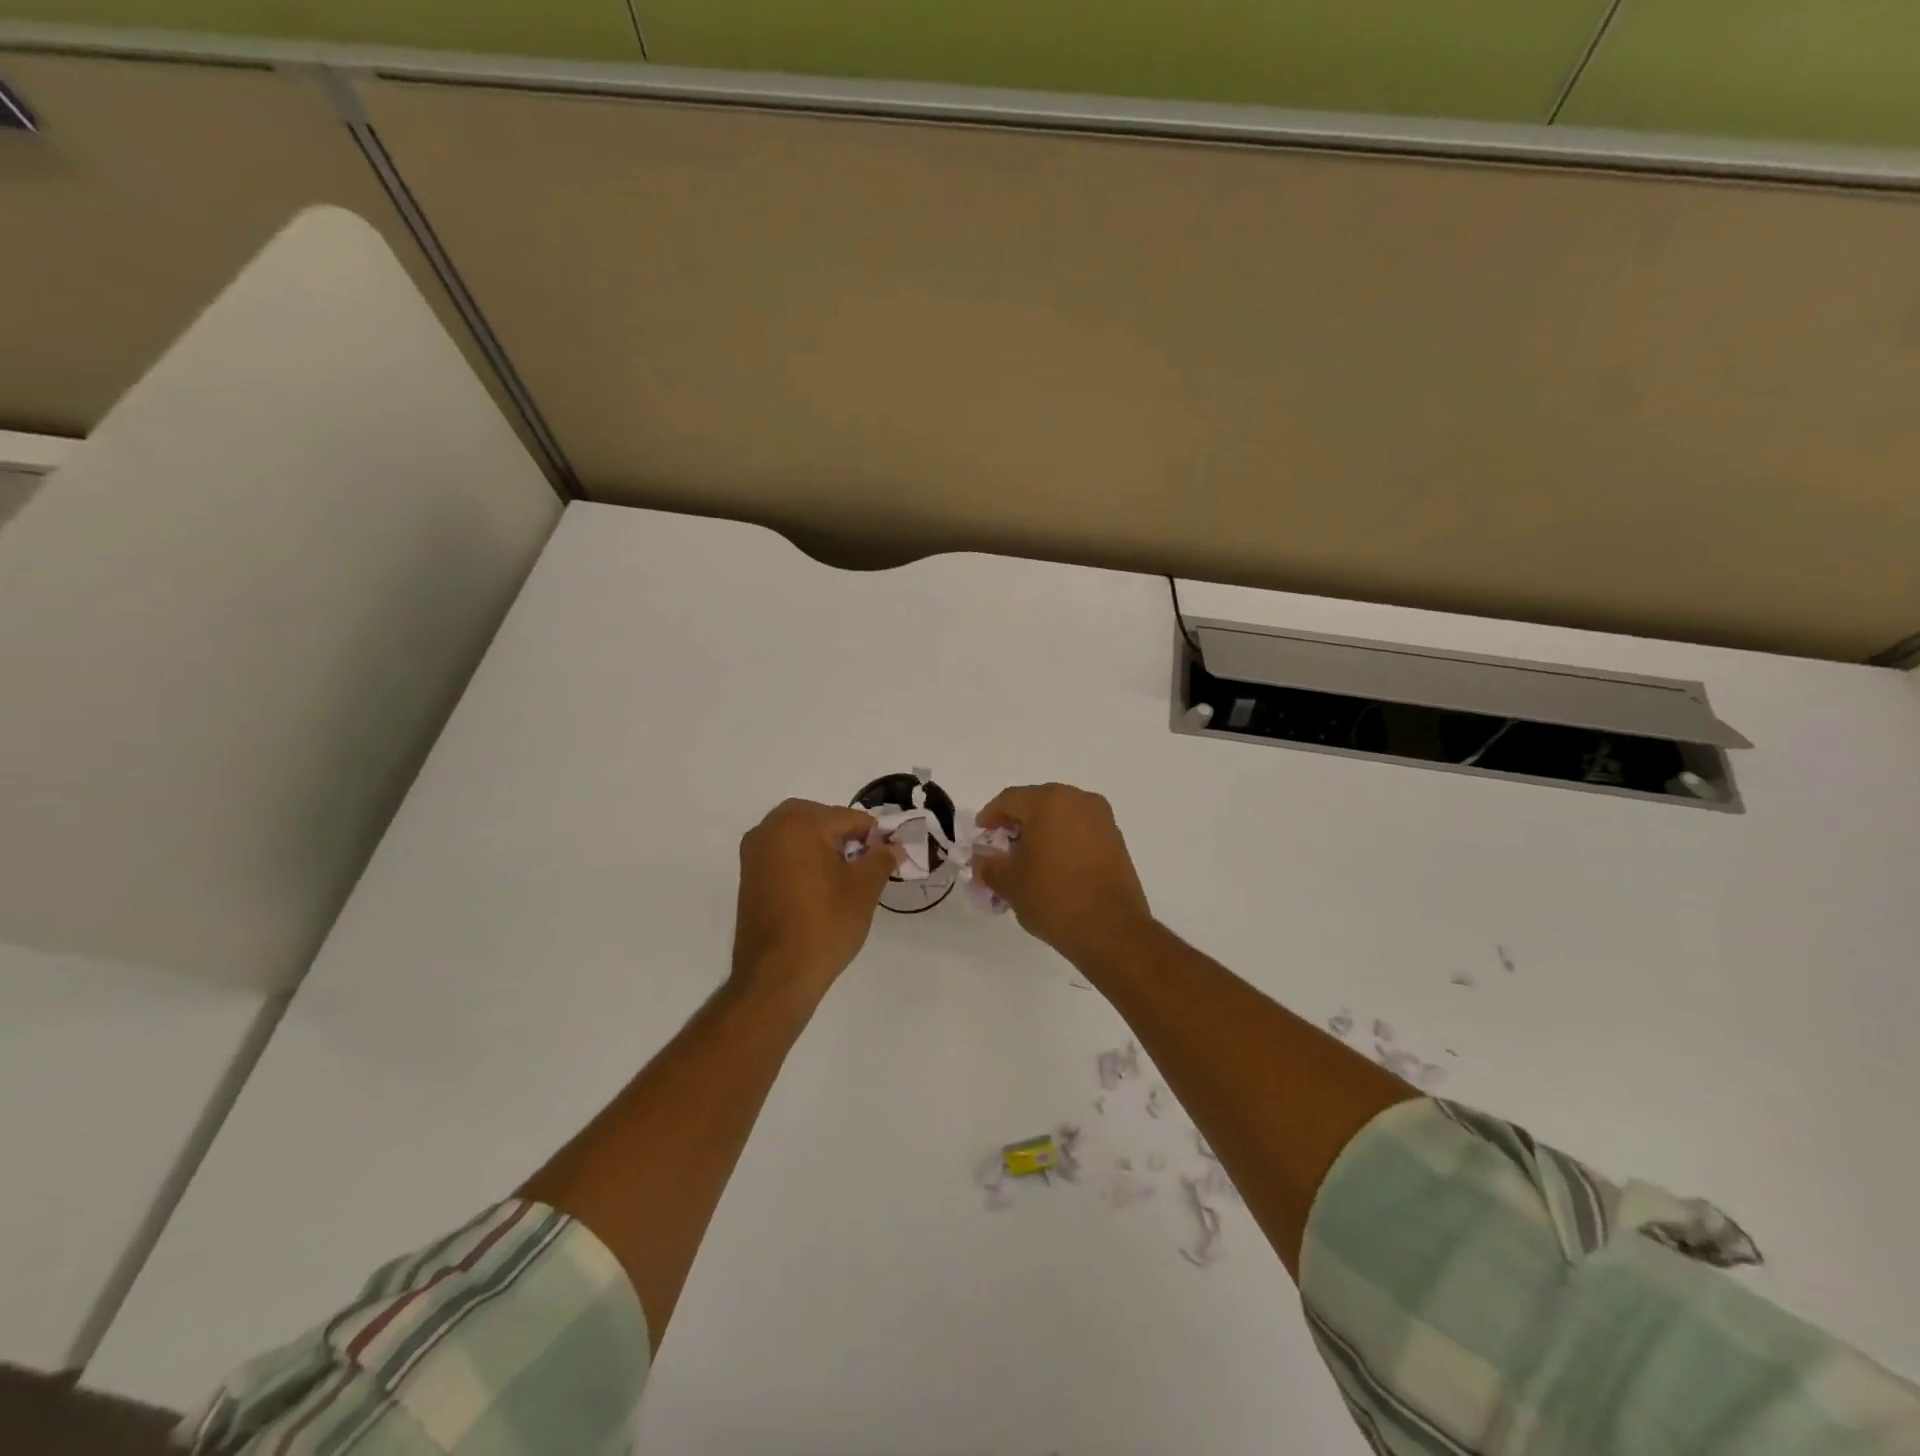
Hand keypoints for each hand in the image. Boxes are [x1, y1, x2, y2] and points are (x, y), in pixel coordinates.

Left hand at [732, 799, 898, 998]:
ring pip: (800, 837)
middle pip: (821, 821)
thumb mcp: (864, 888)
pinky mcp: (747, 876)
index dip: (873, 838)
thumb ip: (881, 858)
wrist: (776, 976)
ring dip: (823, 849)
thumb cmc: (825, 924)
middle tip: (864, 869)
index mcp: (799, 822)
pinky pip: (783, 855)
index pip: (849, 818)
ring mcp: (754, 852)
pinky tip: (818, 891)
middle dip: (845, 839)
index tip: (887, 860)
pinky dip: (803, 863)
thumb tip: (893, 847)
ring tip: (843, 882)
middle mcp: (770, 828)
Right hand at [973, 784, 1154, 966]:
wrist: (1111, 930)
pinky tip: (1051, 869)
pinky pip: (1079, 832)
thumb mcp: (1009, 882)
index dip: (989, 817)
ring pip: (1060, 818)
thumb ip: (988, 864)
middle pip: (1037, 804)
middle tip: (999, 850)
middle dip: (1015, 825)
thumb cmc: (1053, 897)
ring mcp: (1102, 820)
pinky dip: (1061, 843)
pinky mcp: (1116, 842)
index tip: (979, 837)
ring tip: (1025, 864)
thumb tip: (982, 858)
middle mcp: (1079, 801)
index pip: (1010, 800)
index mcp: (1050, 801)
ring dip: (1040, 835)